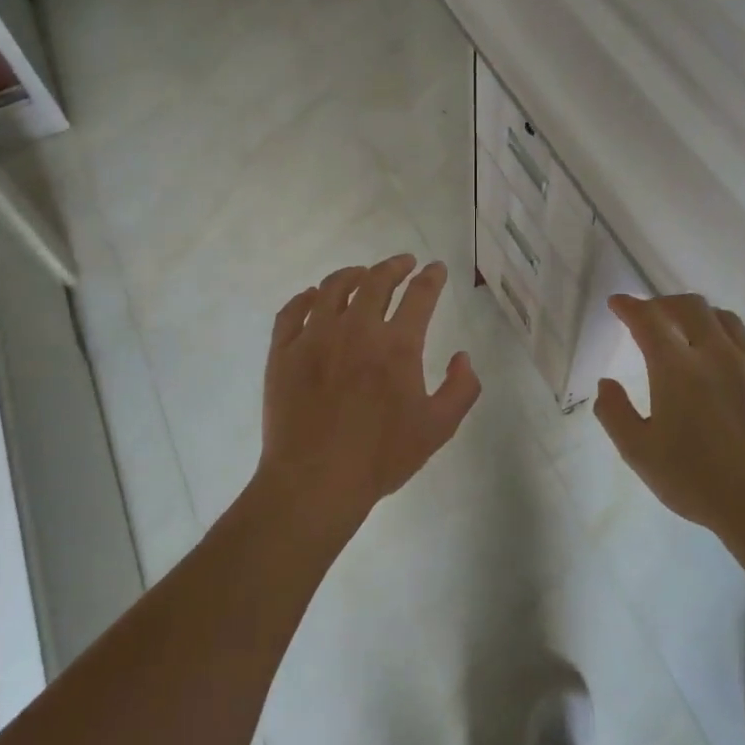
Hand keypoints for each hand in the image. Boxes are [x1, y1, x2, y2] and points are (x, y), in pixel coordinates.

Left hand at [255, 255, 480, 541]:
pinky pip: (292, 310)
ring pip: (332, 287)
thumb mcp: (438, 428)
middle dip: (394, 266)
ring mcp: (314, 337)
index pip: (420, 295)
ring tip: (361, 274)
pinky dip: (305, 297)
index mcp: (397, 345)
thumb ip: (461, 389)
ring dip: (352, 274)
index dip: (431, 277)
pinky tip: (312, 297)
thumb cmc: (381, 458)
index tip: (436, 268)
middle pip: (376, 281)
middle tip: (403, 263)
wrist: (315, 481)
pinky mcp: (282, 351)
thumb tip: (463, 357)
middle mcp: (356, 329)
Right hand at [594, 294, 744, 543]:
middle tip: (649, 315)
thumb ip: (615, 413)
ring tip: (686, 329)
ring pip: (724, 318)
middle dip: (663, 303)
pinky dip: (728, 336)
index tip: (617, 303)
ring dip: (698, 315)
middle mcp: (716, 354)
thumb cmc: (696, 481)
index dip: (630, 306)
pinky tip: (724, 356)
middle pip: (690, 306)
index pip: (649, 320)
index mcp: (678, 369)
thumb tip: (607, 384)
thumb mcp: (639, 453)